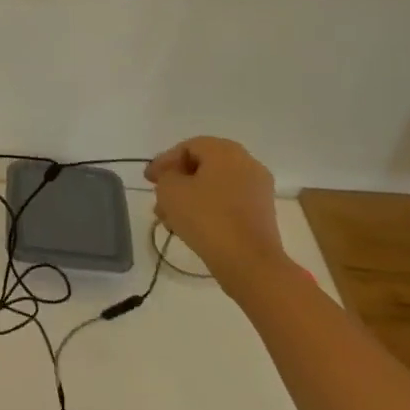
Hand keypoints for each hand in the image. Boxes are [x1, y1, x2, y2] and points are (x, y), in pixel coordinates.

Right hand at [145, 136, 285, 291]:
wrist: (249, 262)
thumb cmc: (206, 217)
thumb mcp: (170, 190)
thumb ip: (166, 175)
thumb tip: (174, 177)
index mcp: (225, 151)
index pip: (187, 147)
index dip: (164, 161)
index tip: (148, 180)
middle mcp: (246, 163)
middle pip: (202, 165)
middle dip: (176, 181)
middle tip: (158, 196)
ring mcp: (258, 189)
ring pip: (214, 186)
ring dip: (189, 197)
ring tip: (169, 218)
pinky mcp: (261, 214)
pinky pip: (228, 202)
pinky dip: (207, 208)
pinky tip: (189, 226)